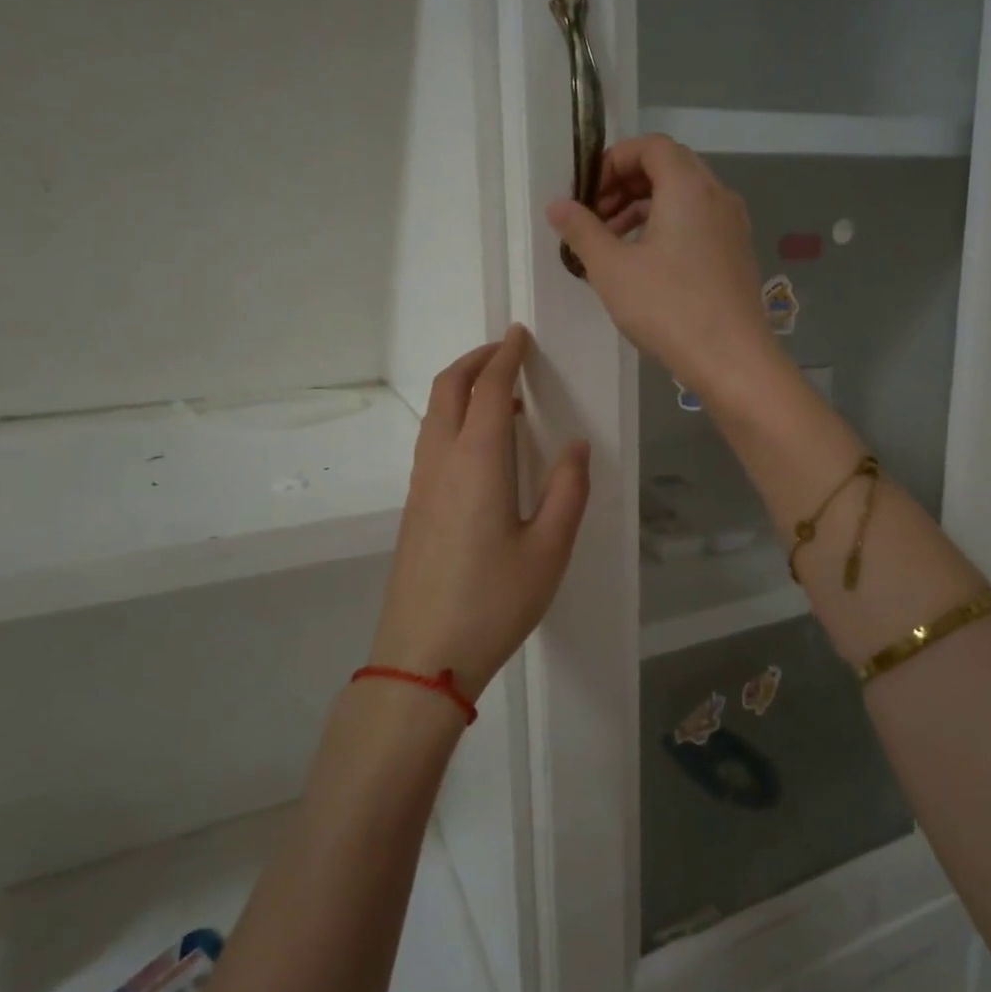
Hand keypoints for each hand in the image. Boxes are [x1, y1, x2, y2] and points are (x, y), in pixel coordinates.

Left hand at [369, 326, 590, 700]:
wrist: (423, 656)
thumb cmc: (494, 602)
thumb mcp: (549, 549)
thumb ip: (568, 490)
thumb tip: (576, 446)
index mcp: (477, 462)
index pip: (489, 389)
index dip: (505, 356)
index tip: (520, 335)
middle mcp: (441, 462)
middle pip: (448, 389)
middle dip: (476, 361)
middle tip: (507, 353)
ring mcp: (421, 485)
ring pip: (435, 414)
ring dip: (462, 389)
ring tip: (500, 396)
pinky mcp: (414, 507)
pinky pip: (432, 441)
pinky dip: (454, 419)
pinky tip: (482, 446)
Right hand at [546, 135, 784, 402]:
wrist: (732, 358)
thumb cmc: (668, 307)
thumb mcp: (612, 268)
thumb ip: (581, 230)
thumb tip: (557, 205)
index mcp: (689, 186)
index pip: (651, 146)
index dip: (613, 161)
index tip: (587, 194)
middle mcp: (717, 195)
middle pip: (668, 168)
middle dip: (625, 186)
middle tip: (595, 219)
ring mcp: (732, 226)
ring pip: (683, 198)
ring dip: (644, 209)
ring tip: (612, 245)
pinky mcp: (736, 254)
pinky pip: (698, 223)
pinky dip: (667, 229)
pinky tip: (644, 266)